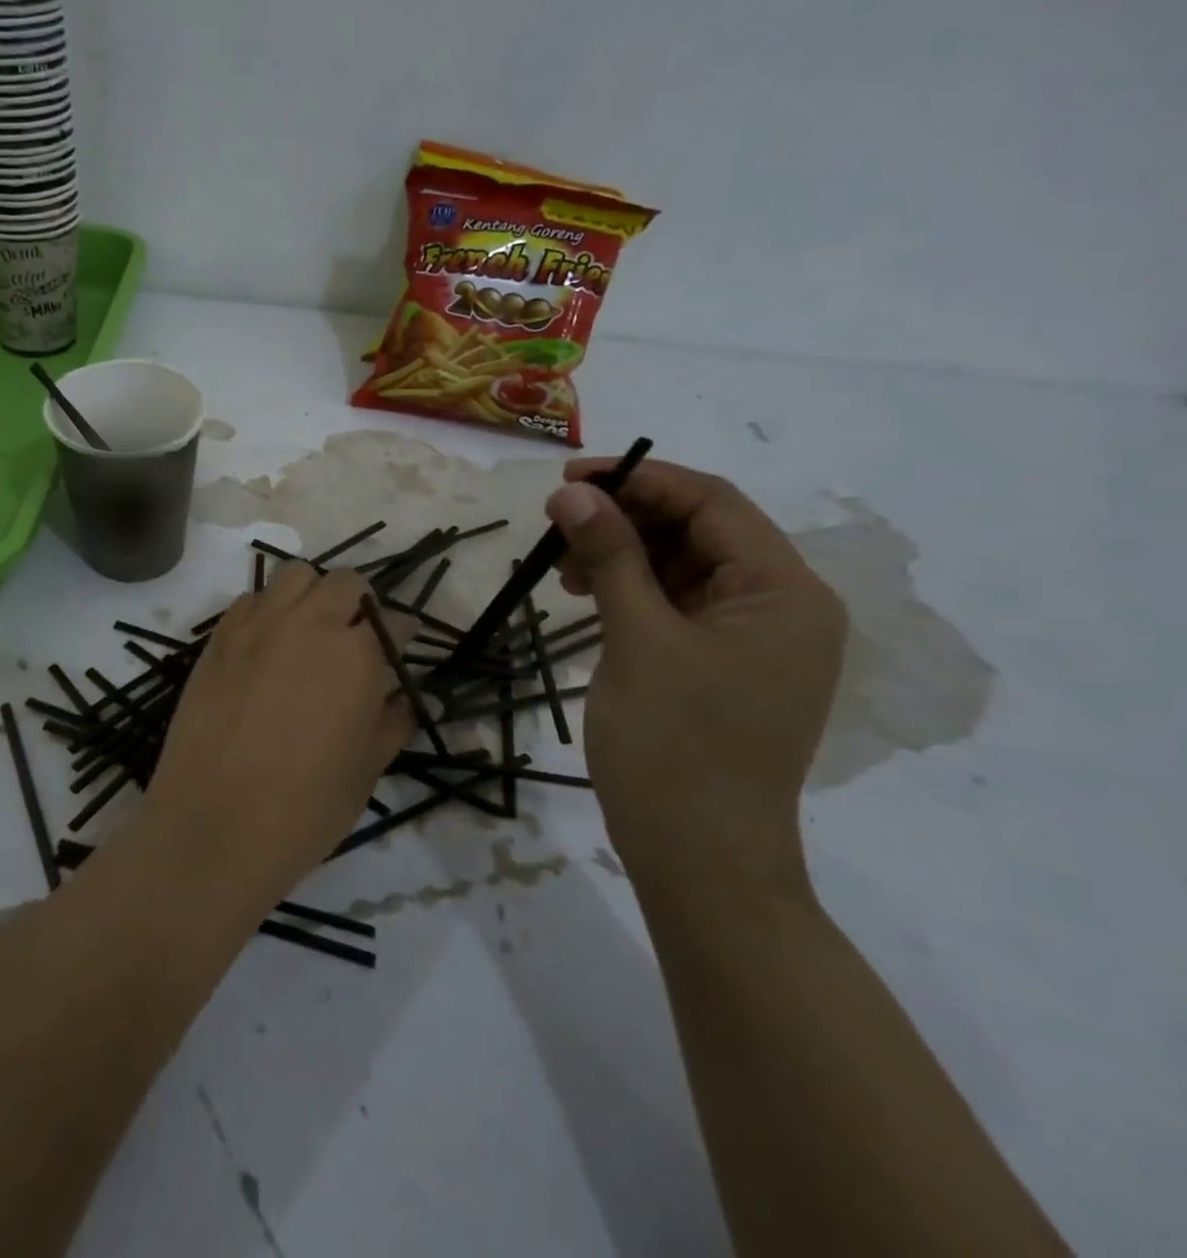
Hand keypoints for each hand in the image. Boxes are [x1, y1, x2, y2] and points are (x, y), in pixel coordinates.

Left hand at [142, 563, 415, 904]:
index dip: (403, 634)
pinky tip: (268, 644)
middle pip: (345, 582)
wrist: (213, 826)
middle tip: (357, 639)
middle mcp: (308, 624)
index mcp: (356, 655)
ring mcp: (257, 625)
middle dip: (361, 604)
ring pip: (295, 576)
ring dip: (313, 594)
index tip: (401, 648)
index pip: (393, 621)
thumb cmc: (304, 809)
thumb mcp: (366, 770)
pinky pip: (251, 600)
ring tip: (311, 631)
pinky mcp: (219, 638)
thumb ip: (392, 722)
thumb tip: (406, 698)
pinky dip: (268, 609)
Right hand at [547, 459, 846, 891]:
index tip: (569, 479)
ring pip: (683, 566)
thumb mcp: (637, 640)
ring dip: (623, 555)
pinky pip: (677, 605)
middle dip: (627, 518)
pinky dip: (631, 591)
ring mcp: (753, 640)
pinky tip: (588, 597)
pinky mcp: (722, 666)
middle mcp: (781, 607)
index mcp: (783, 593)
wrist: (699, 861)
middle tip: (557, 524)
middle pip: (700, 531)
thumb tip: (573, 492)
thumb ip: (610, 557)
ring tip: (564, 569)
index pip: (713, 503)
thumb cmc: (673, 747)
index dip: (639, 480)